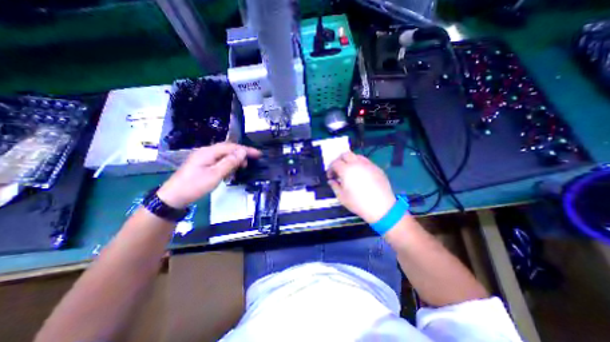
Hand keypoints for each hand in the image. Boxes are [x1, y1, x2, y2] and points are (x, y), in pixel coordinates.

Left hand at [156, 142, 257, 207]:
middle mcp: (206, 151)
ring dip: (234, 159)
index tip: (258, 154)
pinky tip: (229, 171)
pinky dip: (227, 163)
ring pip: (223, 154)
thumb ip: (229, 162)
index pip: (231, 147)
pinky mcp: (202, 164)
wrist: (173, 197)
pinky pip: (218, 160)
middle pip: (228, 148)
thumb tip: (242, 152)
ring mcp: (203, 157)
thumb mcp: (215, 175)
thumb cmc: (194, 186)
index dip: (246, 149)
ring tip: (241, 167)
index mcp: (208, 152)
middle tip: (250, 163)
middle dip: (241, 154)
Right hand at [326, 152, 398, 223]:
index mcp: (346, 170)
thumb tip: (331, 181)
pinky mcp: (376, 168)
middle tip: (338, 169)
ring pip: (356, 156)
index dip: (330, 169)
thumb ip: (334, 186)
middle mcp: (357, 164)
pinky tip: (361, 174)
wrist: (381, 208)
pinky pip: (366, 161)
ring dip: (350, 160)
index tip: (331, 176)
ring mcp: (368, 165)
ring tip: (350, 171)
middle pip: (345, 154)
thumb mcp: (341, 197)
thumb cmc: (358, 203)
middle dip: (339, 160)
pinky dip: (360, 164)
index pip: (335, 163)